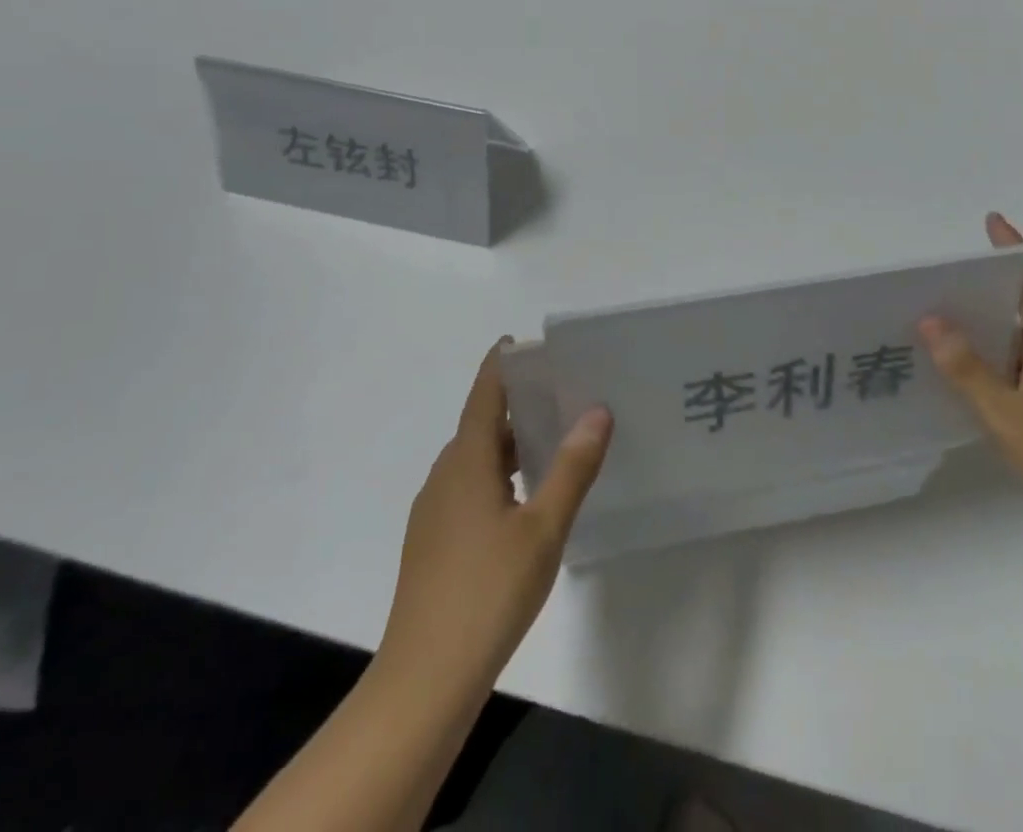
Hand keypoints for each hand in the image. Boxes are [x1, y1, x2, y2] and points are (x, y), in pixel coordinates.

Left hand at [379, 343, 611, 693]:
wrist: (424, 679)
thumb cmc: (488, 591)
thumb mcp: (544, 528)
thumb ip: (572, 467)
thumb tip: (598, 410)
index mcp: (466, 461)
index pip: (484, 393)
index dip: (502, 364)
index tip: (524, 343)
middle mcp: (445, 475)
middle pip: (480, 424)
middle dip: (516, 404)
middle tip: (560, 392)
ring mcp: (434, 511)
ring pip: (475, 460)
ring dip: (508, 443)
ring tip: (551, 441)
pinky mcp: (433, 542)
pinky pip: (468, 487)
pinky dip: (498, 475)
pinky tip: (524, 500)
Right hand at [920, 213, 1022, 573]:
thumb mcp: (1009, 416)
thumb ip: (967, 369)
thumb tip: (930, 320)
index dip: (1014, 253)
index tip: (991, 222)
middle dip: (990, 291)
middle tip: (944, 277)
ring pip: (1022, 349)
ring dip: (988, 332)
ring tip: (941, 319)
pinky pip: (1020, 378)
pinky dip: (992, 368)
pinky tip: (962, 377)